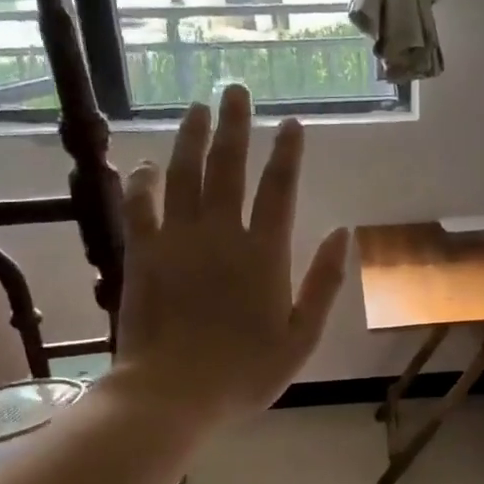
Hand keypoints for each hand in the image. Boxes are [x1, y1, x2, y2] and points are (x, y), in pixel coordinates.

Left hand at [114, 87, 349, 421]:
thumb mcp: (302, 337)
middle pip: (229, 168)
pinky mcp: (142, 254)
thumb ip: (324, 284)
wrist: (174, 394)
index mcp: (264, 255)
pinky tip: (145, 165)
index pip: (279, 190)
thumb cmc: (246, 373)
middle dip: (236, 126)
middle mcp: (221, 235)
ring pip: (184, 176)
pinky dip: (142, 183)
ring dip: (191, 139)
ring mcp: (177, 241)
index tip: (292, 124)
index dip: (287, 154)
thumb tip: (343, 233)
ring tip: (197, 108)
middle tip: (236, 90)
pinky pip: (140, 207)